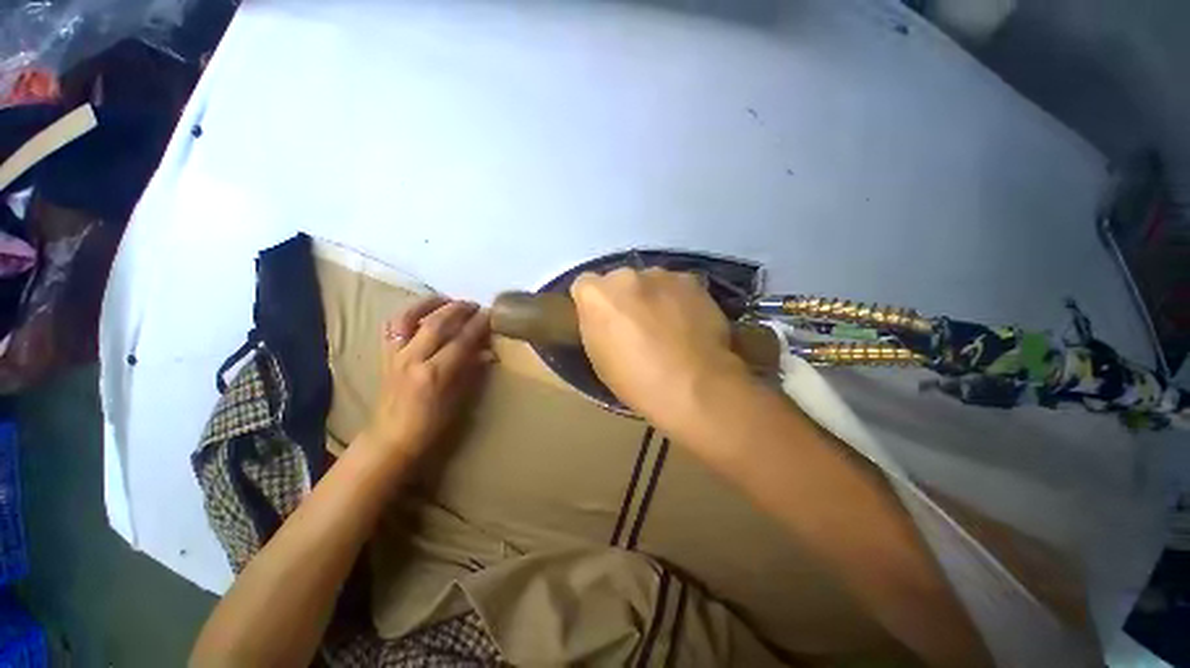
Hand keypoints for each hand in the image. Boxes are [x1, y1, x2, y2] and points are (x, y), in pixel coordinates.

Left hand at [362, 296, 490, 461]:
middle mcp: (413, 358)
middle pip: (438, 323)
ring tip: (448, 300)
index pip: (462, 340)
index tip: (491, 314)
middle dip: (460, 309)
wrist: (391, 438)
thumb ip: (473, 370)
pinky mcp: (384, 354)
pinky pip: (392, 325)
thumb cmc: (432, 424)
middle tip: (475, 305)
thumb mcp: (460, 399)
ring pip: (411, 317)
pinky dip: (407, 313)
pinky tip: (421, 312)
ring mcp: (395, 354)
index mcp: (435, 373)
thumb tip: (489, 351)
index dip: (479, 325)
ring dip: (431, 304)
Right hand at [570, 268, 749, 426]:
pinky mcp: (690, 280)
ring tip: (670, 325)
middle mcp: (624, 276)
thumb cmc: (636, 381)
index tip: (605, 321)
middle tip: (639, 323)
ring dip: (653, 296)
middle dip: (625, 297)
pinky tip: (690, 323)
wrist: (692, 385)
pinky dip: (679, 299)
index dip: (595, 304)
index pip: (585, 285)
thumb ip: (598, 328)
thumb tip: (607, 319)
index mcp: (596, 296)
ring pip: (650, 281)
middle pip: (619, 280)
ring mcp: (660, 274)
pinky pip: (677, 286)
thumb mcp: (599, 359)